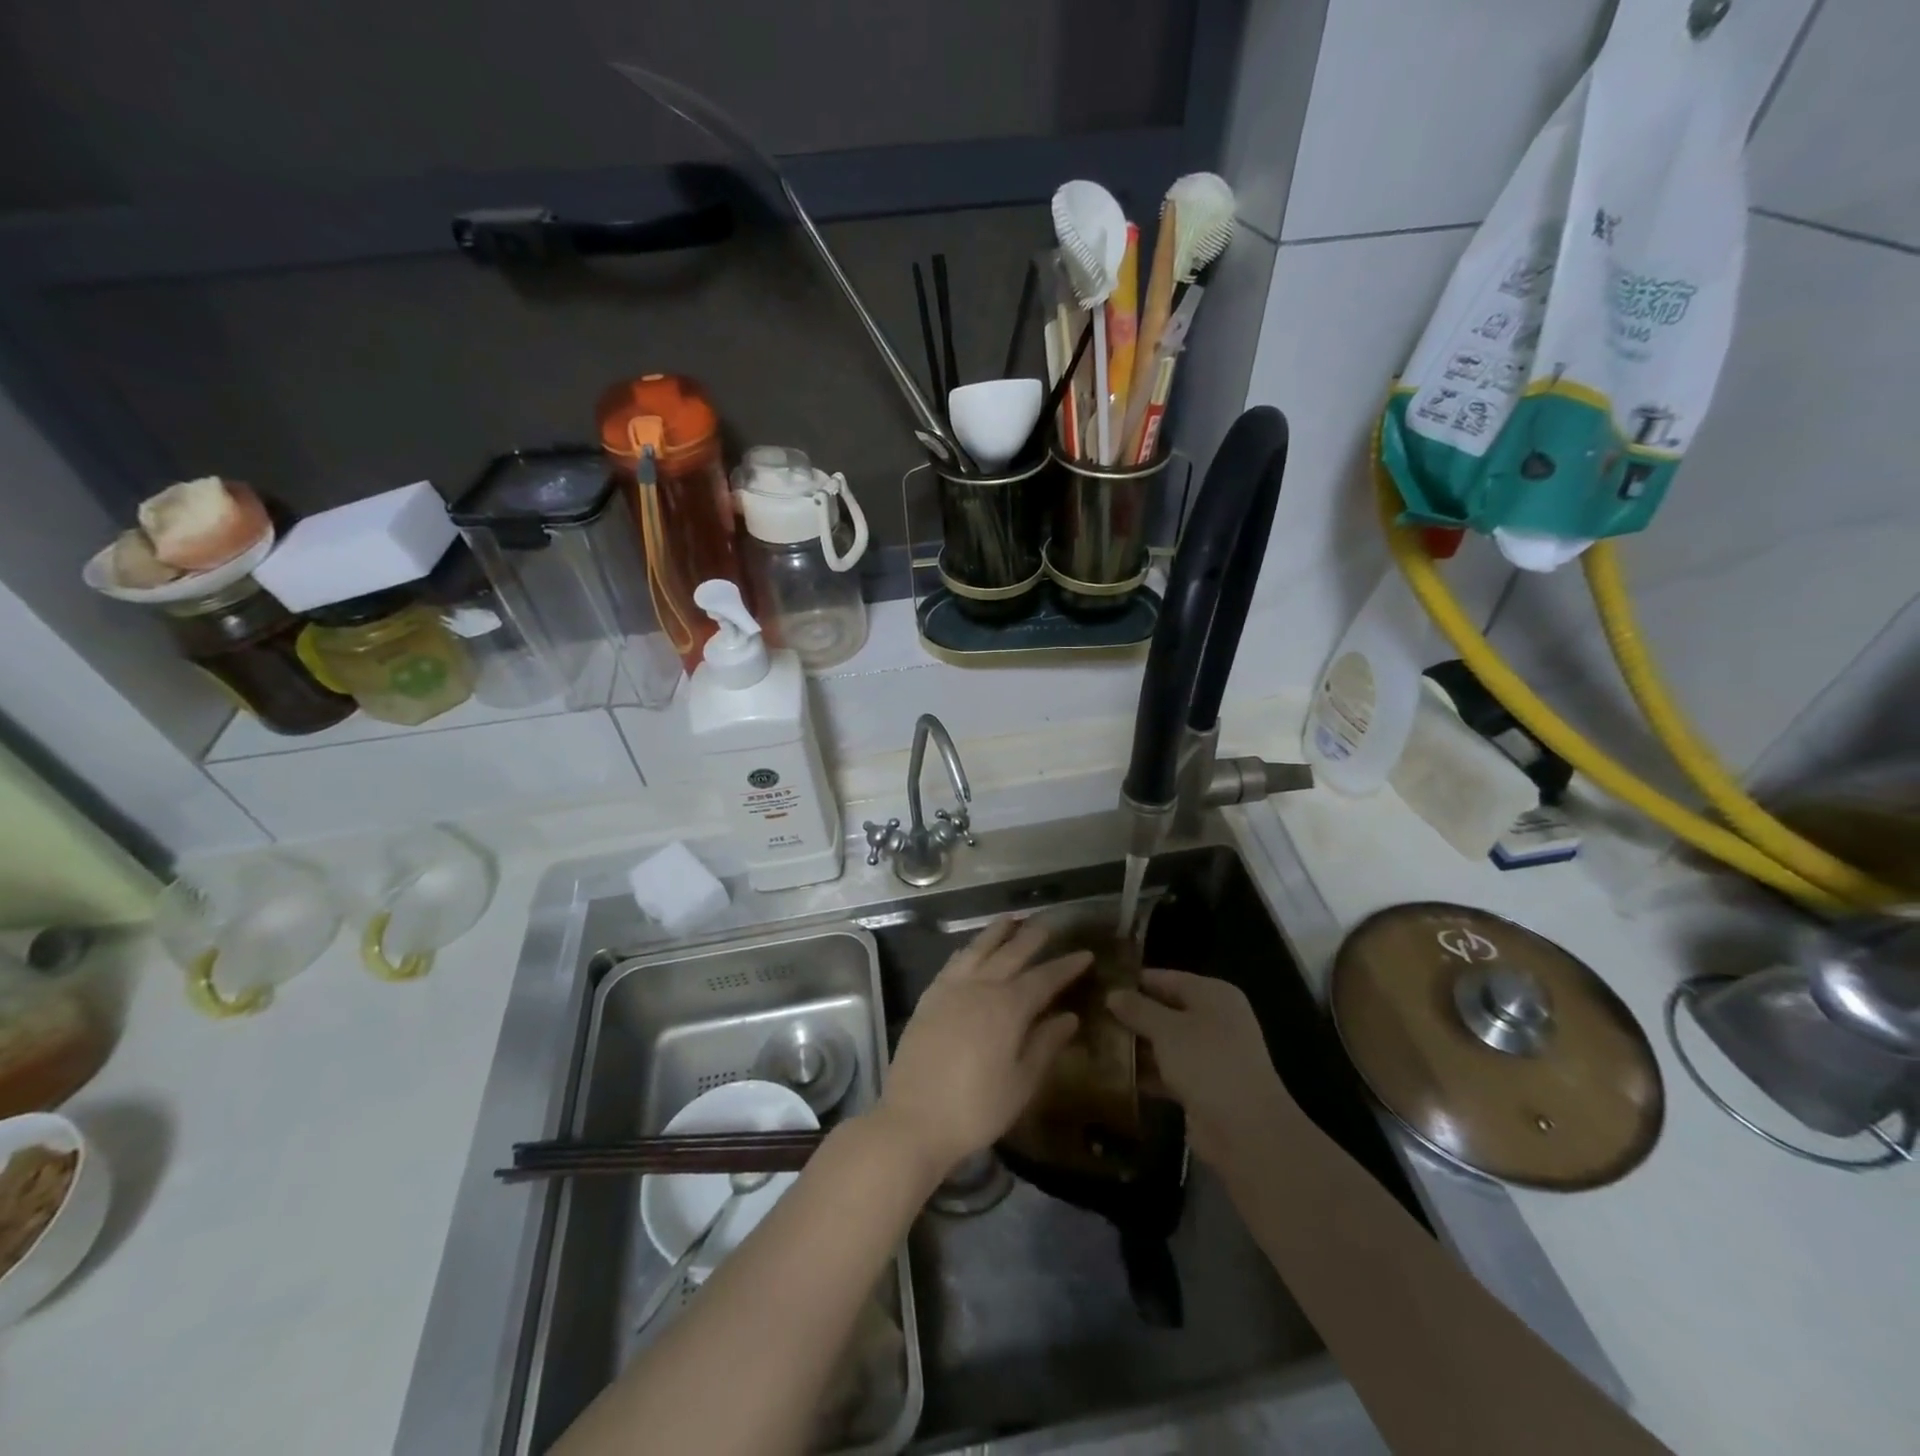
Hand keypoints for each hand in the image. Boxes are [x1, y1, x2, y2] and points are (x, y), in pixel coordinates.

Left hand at [877, 917, 1091, 1183]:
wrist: (914, 1119)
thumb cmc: (976, 1108)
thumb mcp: (1021, 1083)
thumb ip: (1045, 1044)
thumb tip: (1070, 1017)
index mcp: (1008, 1007)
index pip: (1044, 978)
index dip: (1066, 966)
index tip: (1085, 954)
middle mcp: (980, 987)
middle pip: (1011, 953)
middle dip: (1032, 937)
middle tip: (1049, 923)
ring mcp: (951, 989)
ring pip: (978, 948)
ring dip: (997, 932)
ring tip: (1011, 919)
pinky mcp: (929, 998)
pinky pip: (953, 962)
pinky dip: (968, 949)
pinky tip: (971, 949)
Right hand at [1107, 968, 1298, 1169]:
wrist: (1246, 1132)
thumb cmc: (1208, 1063)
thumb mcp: (1167, 1029)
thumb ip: (1138, 1009)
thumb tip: (1112, 993)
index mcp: (1213, 995)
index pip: (1165, 978)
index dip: (1132, 980)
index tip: (1097, 984)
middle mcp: (1214, 1020)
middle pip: (1164, 1010)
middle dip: (1130, 1014)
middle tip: (1089, 1013)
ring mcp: (1210, 1055)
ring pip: (1164, 1042)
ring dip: (1135, 1044)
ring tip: (1093, 1040)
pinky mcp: (1202, 1087)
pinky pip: (1167, 1070)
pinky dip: (1145, 1072)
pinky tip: (1112, 1073)